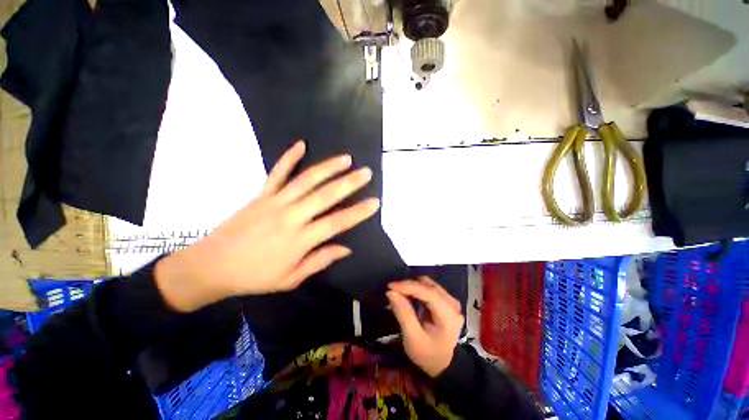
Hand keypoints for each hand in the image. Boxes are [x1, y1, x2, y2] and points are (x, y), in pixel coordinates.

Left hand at [155, 140, 379, 311]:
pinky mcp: (261, 195)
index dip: (358, 212)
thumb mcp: (291, 279)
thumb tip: (346, 248)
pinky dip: (289, 157)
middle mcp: (290, 217)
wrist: (212, 266)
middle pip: (325, 196)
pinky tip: (301, 144)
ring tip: (346, 158)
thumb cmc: (255, 277)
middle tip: (366, 172)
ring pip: (306, 180)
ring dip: (328, 168)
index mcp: (299, 240)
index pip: (337, 223)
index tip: (375, 202)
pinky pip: (276, 173)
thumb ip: (320, 260)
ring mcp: (274, 202)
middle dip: (349, 183)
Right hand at [387, 276, 463, 377]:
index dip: (408, 286)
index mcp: (448, 315)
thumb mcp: (413, 339)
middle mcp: (452, 304)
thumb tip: (391, 292)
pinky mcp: (446, 301)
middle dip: (409, 285)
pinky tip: (409, 296)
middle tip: (393, 291)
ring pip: (428, 284)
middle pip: (428, 285)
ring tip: (400, 293)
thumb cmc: (427, 354)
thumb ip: (403, 314)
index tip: (390, 286)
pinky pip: (429, 288)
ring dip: (412, 286)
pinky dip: (417, 289)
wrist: (443, 365)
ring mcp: (451, 301)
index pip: (428, 292)